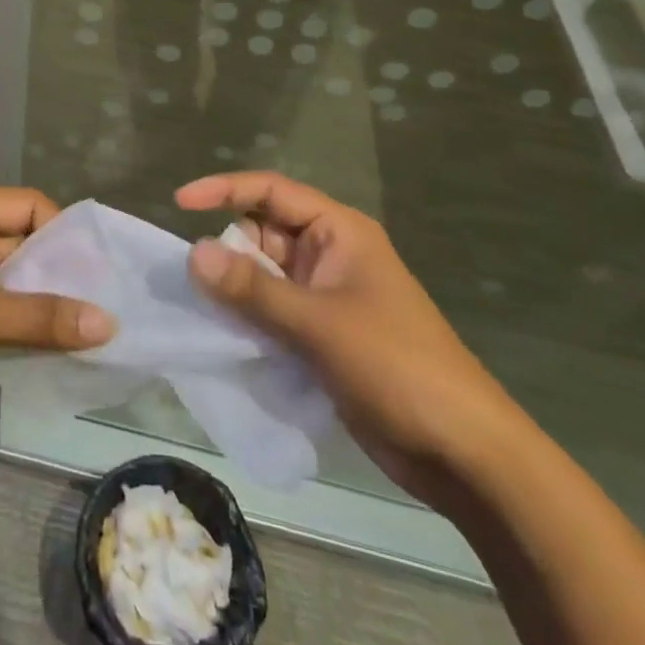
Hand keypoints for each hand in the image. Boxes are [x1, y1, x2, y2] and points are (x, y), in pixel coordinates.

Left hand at [0, 187, 113, 421]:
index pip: (31, 205)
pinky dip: (10, 320)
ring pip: (4, 276)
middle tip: (99, 308)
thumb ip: (42, 317)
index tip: (97, 274)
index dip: (65, 235)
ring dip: (34, 301)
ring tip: (79, 332)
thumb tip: (109, 322)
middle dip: (55, 273)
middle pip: (19, 241)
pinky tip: (38, 347)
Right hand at [177, 171, 524, 507]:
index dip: (224, 190)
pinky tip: (224, 339)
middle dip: (226, 250)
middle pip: (263, 233)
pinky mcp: (323, 336)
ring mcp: (327, 297)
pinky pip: (273, 313)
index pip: (272, 191)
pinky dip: (248, 320)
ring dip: (234, 290)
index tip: (179, 203)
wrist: (465, 455)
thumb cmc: (397, 368)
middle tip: (191, 281)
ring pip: (264, 277)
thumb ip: (253, 289)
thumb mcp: (319, 324)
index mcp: (339, 232)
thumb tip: (193, 253)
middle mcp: (330, 256)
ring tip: (198, 310)